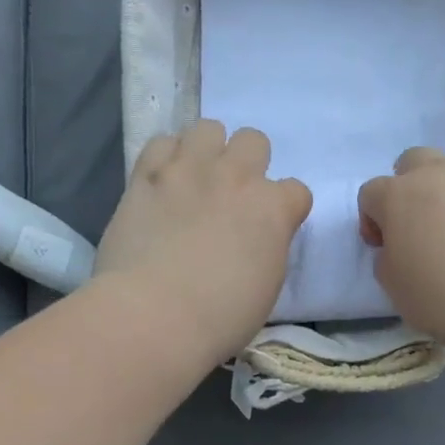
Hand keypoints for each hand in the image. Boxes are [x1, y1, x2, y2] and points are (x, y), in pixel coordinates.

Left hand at [94, 121, 311, 363]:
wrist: (154, 315)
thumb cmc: (220, 316)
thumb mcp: (268, 286)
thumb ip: (269, 247)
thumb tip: (257, 237)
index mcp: (274, 208)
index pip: (296, 190)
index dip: (285, 209)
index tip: (271, 228)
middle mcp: (236, 176)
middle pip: (254, 140)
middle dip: (248, 162)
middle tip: (231, 194)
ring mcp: (190, 170)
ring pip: (208, 127)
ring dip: (206, 149)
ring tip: (194, 178)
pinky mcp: (147, 175)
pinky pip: (161, 142)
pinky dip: (165, 157)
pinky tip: (162, 181)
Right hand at [357, 149, 444, 357]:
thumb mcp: (400, 294)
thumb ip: (389, 264)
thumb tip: (396, 250)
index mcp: (398, 197)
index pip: (370, 193)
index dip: (373, 220)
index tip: (386, 248)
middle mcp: (437, 173)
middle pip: (412, 162)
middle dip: (411, 186)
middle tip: (424, 224)